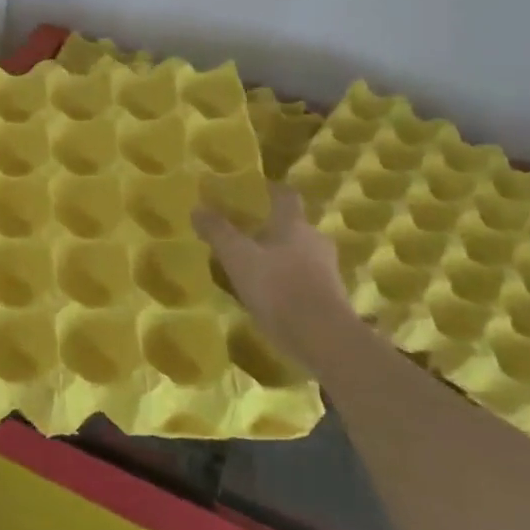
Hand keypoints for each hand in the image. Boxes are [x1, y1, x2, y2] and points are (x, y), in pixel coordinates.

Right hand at [194, 187, 354, 361]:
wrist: (324, 339)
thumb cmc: (278, 288)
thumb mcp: (238, 258)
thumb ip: (218, 232)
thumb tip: (197, 207)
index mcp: (294, 224)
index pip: (286, 195)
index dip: (271, 190)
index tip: (255, 191)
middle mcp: (315, 241)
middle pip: (294, 226)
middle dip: (273, 228)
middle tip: (248, 234)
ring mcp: (327, 271)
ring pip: (301, 254)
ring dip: (282, 257)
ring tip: (256, 268)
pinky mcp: (331, 299)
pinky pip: (306, 281)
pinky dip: (290, 283)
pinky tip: (272, 297)